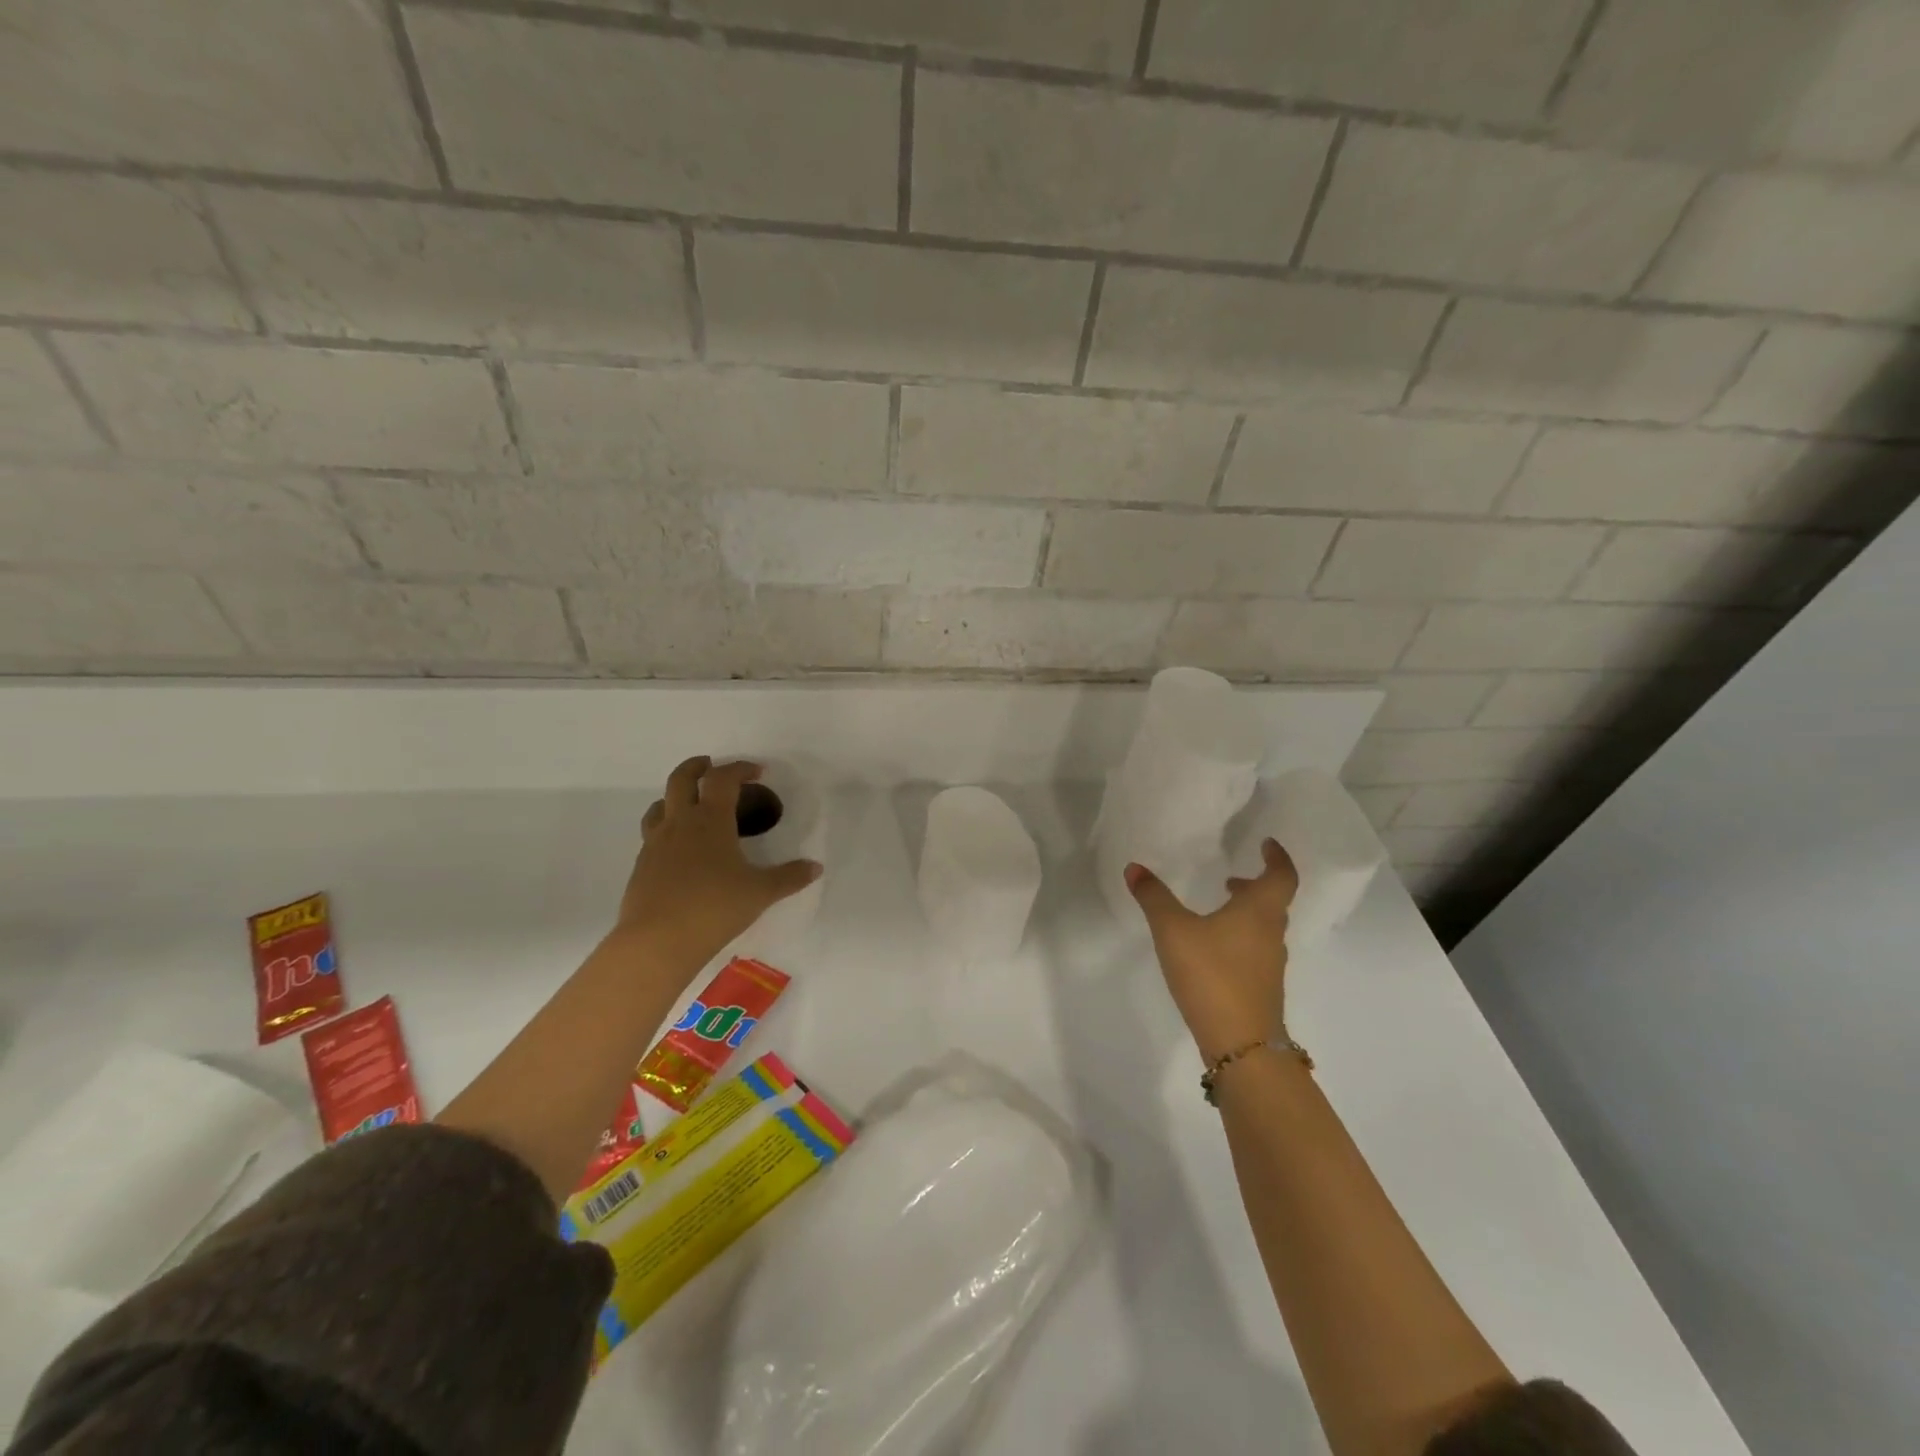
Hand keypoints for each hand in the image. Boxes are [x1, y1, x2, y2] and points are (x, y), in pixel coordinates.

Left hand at [616, 756, 821, 967]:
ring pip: (659, 805)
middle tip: (711, 767)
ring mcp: (655, 844)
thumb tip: (815, 867)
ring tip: (691, 806)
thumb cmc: (715, 908)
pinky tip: (680, 850)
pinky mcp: (641, 866)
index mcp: (711, 820)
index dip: (740, 768)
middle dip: (697, 767)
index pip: (723, 779)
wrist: (657, 941)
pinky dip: (667, 829)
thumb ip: (789, 877)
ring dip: (675, 797)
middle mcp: (680, 823)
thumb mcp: (761, 892)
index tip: (757, 772)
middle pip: (681, 779)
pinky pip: (652, 835)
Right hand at [1126, 838, 1297, 1062]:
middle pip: (1274, 902)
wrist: (1241, 1044)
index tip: (1267, 844)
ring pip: (1264, 928)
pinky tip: (1213, 949)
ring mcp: (1269, 964)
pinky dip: (1240, 938)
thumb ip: (1154, 898)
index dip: (1277, 857)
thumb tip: (1134, 868)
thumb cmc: (1211, 975)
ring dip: (1246, 913)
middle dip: (1255, 886)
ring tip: (1217, 910)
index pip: (1282, 876)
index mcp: (1259, 911)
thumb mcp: (1173, 930)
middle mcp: (1271, 934)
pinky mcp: (1261, 988)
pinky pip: (1255, 950)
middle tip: (1231, 878)